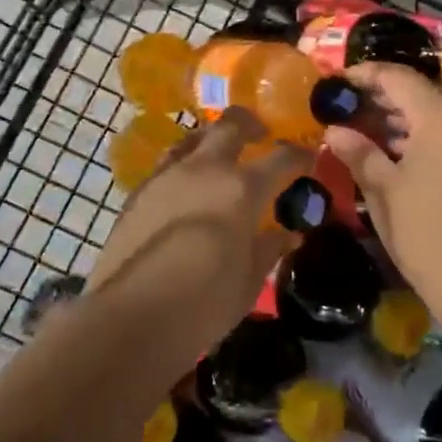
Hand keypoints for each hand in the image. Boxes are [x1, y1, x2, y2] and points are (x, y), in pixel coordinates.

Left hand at [87, 108, 309, 355]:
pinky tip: (184, 186)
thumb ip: (268, 249)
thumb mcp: (248, 281)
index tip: (308, 157)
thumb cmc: (204, 303)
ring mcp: (167, 176)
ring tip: (218, 154)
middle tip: (260, 135)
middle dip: (250, 124)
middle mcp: (206, 169)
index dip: (299, 154)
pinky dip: (183, 165)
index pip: (282, 158)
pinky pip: (167, 163)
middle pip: (231, 125)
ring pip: (193, 137)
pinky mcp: (138, 192)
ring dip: (211, 138)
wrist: (132, 316)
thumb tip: (287, 234)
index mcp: (242, 188)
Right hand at [323, 62, 441, 337]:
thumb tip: (335, 130)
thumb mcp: (385, 192)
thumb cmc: (430, 234)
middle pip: (422, 91)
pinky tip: (401, 154)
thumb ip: (360, 153)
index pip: (397, 77)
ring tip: (368, 133)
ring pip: (441, 111)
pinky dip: (428, 134)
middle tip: (349, 111)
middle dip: (384, 97)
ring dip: (405, 117)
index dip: (364, 75)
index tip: (337, 84)